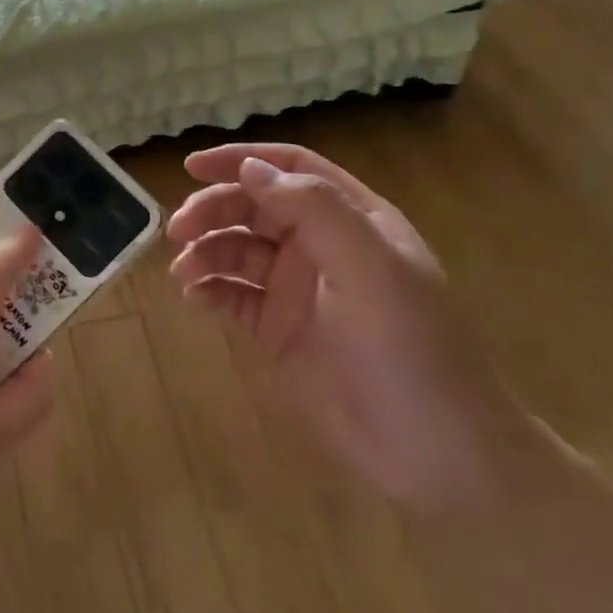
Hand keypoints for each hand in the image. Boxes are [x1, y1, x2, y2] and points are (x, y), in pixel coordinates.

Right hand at [168, 143, 529, 511]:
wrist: (435, 452)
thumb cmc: (412, 350)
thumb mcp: (371, 269)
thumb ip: (314, 210)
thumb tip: (249, 168)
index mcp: (353, 219)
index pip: (291, 169)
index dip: (242, 160)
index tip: (191, 167)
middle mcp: (322, 246)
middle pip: (254, 208)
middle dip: (213, 211)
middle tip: (177, 231)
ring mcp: (299, 289)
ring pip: (238, 250)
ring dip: (206, 251)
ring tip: (184, 273)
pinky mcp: (279, 330)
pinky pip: (234, 295)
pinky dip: (211, 289)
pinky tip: (197, 296)